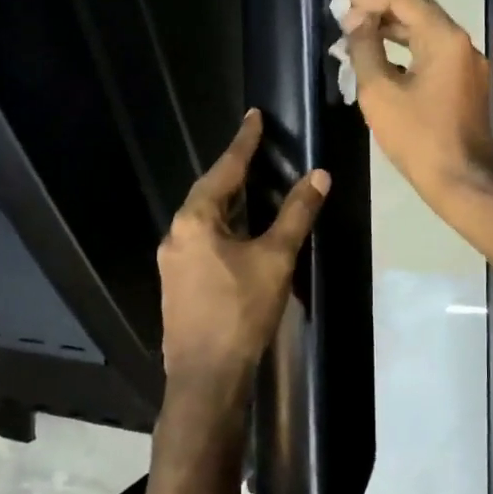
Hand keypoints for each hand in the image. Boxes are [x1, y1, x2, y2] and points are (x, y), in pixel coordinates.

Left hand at [157, 110, 329, 424]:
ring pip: (205, 219)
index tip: (254, 116)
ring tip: (253, 187)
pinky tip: (241, 235)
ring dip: (230, 201)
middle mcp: (177, 234)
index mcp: (195, 220)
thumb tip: (318, 176)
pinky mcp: (179, 284)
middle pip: (210, 192)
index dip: (244, 143)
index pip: (224, 170)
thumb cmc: (241, 311)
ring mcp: (173, 261)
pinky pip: (203, 240)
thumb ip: (296, 214)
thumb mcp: (275, 258)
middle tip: (256, 150)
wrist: (206, 377)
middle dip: (234, 171)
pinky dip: (225, 227)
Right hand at [343, 0, 492, 205]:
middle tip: (349, 20)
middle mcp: (464, 45)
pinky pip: (437, 57)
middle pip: (420, 13)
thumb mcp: (379, 92)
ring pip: (429, 36)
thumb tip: (356, 20)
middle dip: (383, 12)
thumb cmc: (418, 137)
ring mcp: (470, 67)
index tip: (343, 2)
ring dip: (396, 33)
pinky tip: (387, 65)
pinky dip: (411, 53)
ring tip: (362, 39)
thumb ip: (365, 49)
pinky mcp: (469, 87)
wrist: (462, 182)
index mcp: (445, 39)